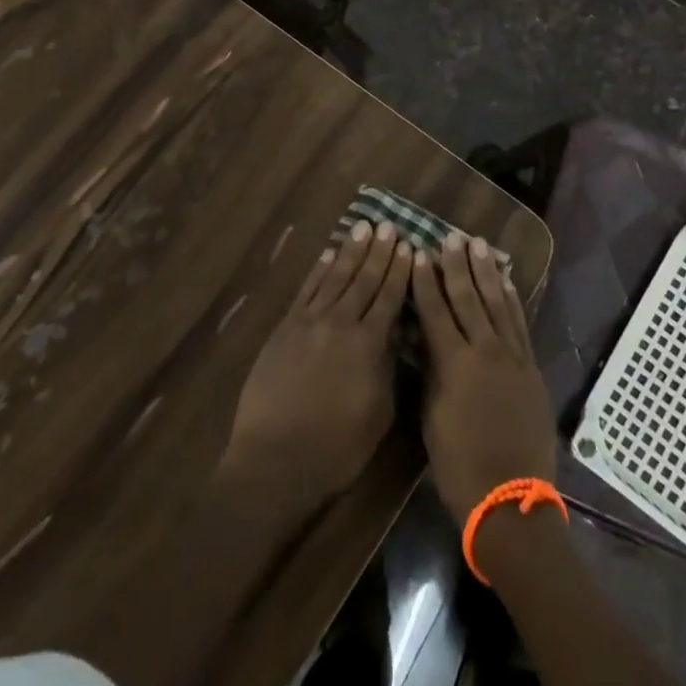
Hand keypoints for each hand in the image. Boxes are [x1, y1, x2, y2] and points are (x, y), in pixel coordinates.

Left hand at [221, 221, 411, 516]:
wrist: (275, 461)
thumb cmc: (337, 449)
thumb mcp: (379, 413)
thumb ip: (388, 367)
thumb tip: (394, 335)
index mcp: (369, 344)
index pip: (390, 296)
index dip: (400, 270)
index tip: (409, 245)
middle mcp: (341, 323)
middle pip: (364, 279)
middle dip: (379, 251)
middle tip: (389, 225)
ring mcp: (310, 322)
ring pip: (335, 277)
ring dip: (351, 251)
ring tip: (363, 227)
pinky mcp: (285, 329)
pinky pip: (307, 290)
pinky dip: (319, 270)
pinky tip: (328, 254)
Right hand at [413, 232, 555, 518]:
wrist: (511, 501)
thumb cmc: (459, 466)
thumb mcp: (432, 418)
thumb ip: (432, 372)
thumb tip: (426, 339)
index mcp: (454, 364)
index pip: (435, 311)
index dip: (426, 281)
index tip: (419, 253)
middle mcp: (485, 351)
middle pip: (468, 298)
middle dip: (456, 266)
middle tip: (450, 237)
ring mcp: (512, 357)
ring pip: (497, 303)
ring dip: (486, 272)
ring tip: (477, 245)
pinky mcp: (531, 367)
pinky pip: (519, 323)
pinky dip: (511, 298)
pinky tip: (506, 280)